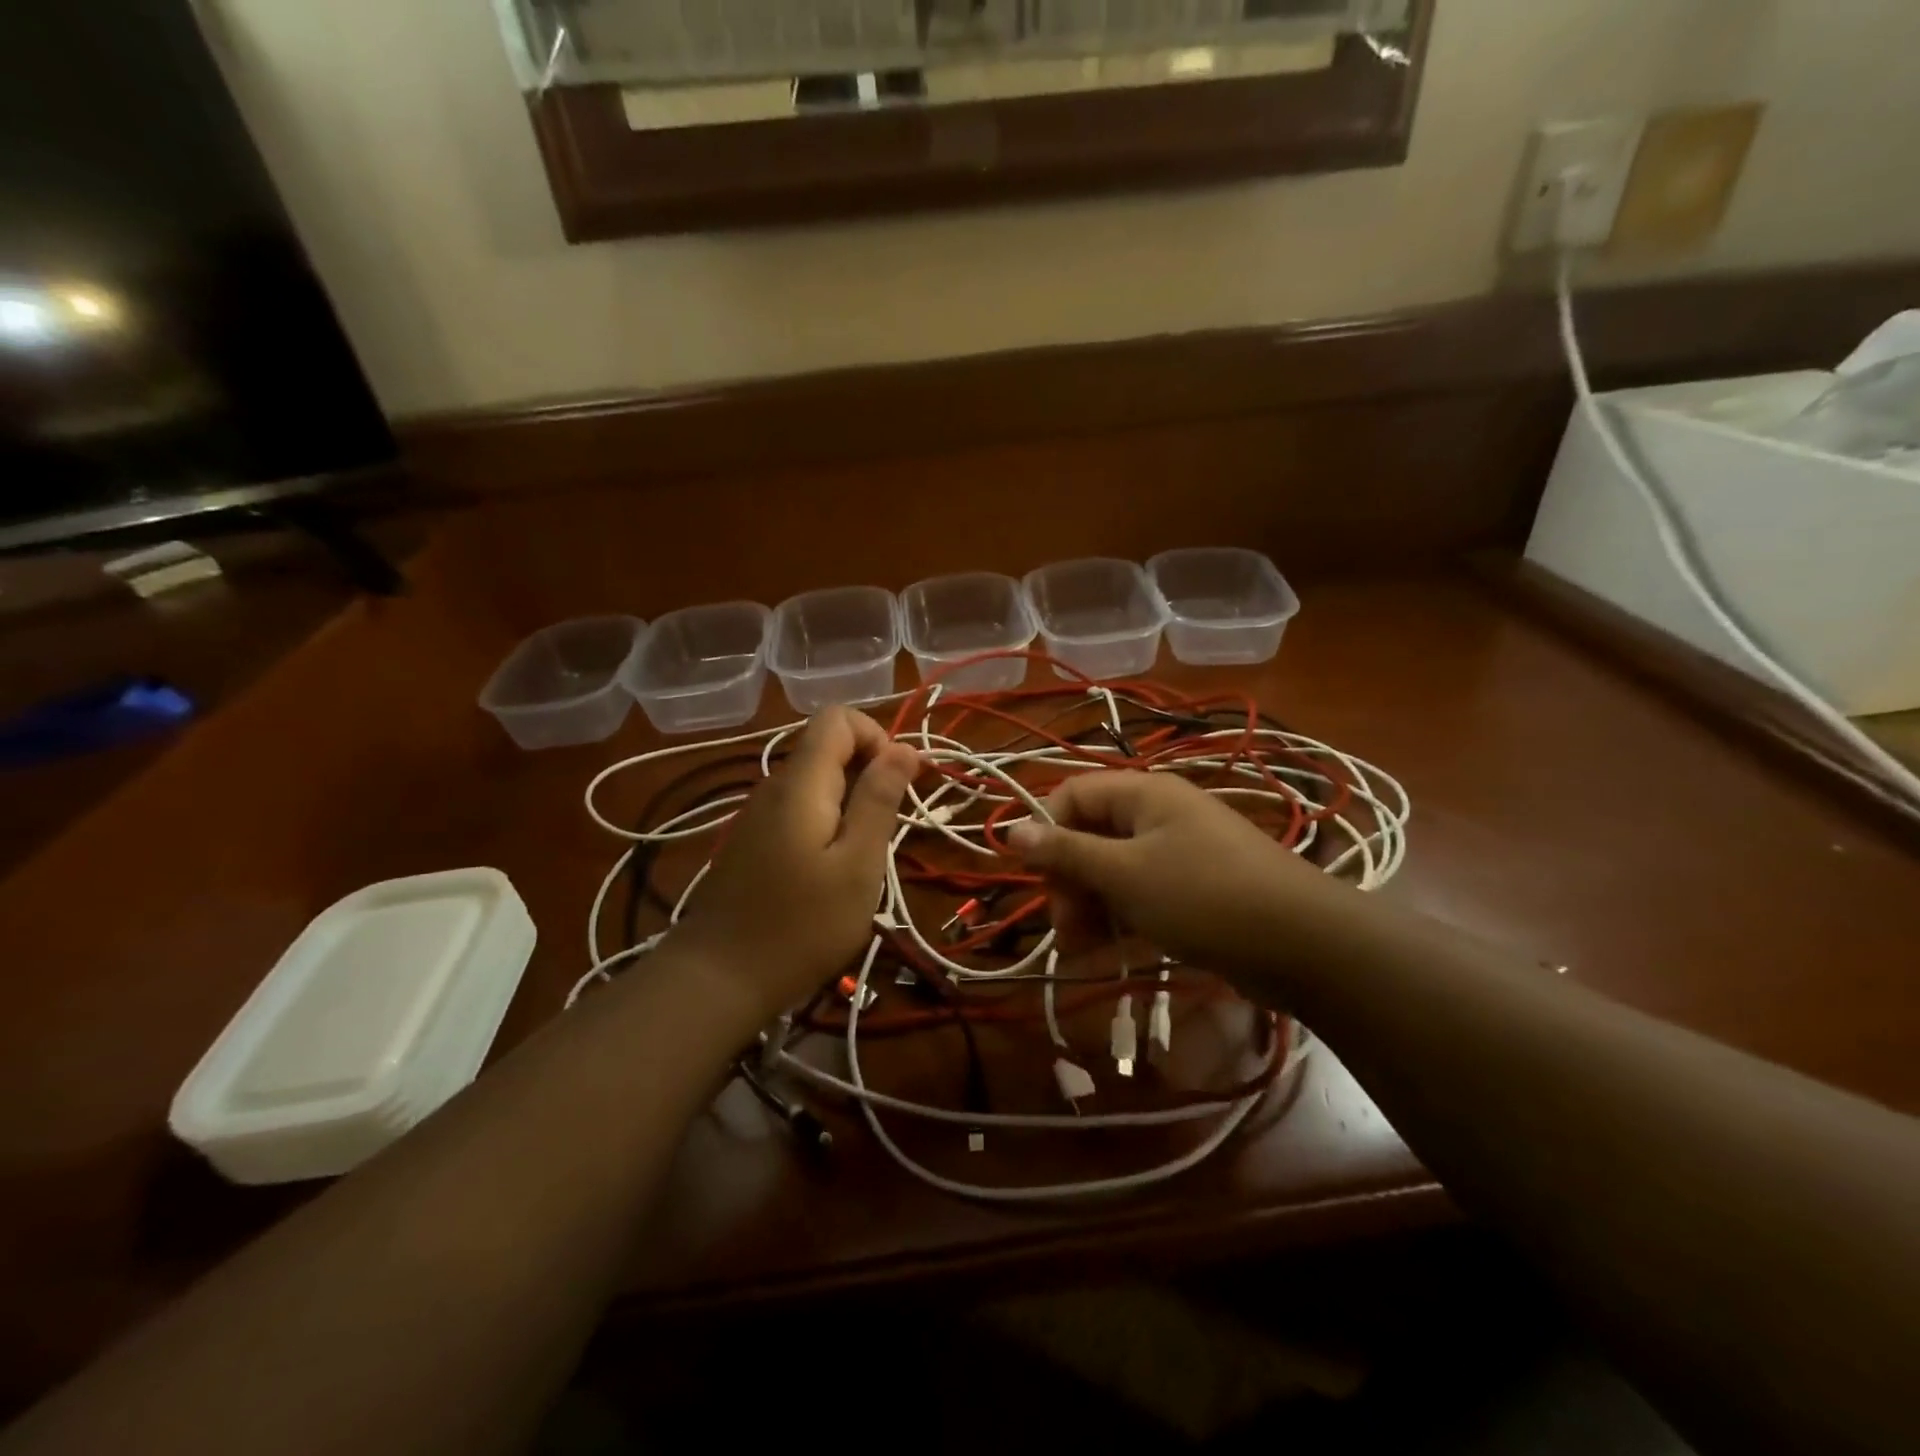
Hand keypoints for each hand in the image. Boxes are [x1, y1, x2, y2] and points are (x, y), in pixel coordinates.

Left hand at [668, 707, 920, 1021]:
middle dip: (869, 772)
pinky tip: (832, 870)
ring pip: (815, 781)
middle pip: (827, 747)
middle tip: (888, 829)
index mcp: (802, 783)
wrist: (717, 980)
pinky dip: (828, 822)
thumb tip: (904, 748)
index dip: (877, 735)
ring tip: (865, 855)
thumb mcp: (858, 865)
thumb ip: (879, 799)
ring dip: (851, 802)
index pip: (838, 717)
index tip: (898, 782)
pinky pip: (800, 809)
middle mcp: (775, 786)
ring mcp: (759, 815)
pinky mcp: (753, 842)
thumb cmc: (801, 926)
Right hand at [1006, 770, 1357, 982]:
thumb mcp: (1125, 874)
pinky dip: (1121, 916)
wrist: (1303, 942)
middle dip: (1069, 879)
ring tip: (1082, 948)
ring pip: (1114, 868)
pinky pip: (1142, 892)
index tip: (1037, 878)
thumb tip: (1012, 829)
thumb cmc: (1203, 896)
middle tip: (1064, 927)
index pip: (1073, 794)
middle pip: (1091, 834)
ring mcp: (1179, 850)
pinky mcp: (1194, 886)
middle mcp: (1159, 814)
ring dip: (1091, 905)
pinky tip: (1110, 950)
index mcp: (1143, 793)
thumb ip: (1066, 852)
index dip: (1047, 831)